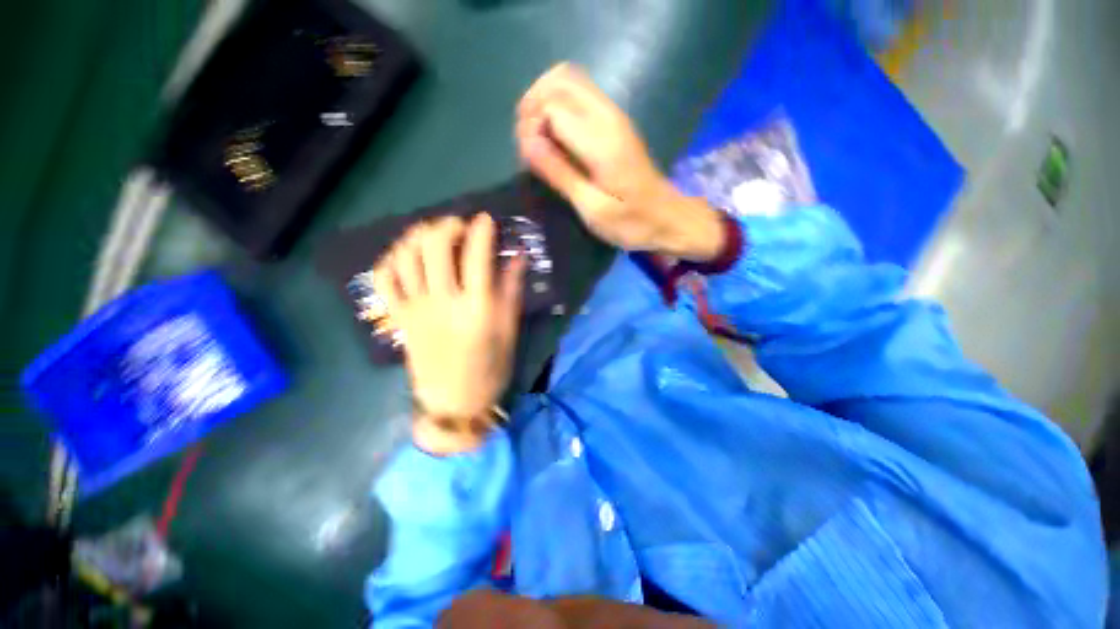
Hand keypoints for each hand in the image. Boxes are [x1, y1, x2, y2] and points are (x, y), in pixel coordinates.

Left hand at [372, 214, 525, 453]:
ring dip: (418, 236)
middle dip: (447, 225)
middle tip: (459, 226)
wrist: (455, 402)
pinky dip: (391, 259)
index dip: (482, 230)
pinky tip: (405, 255)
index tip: (486, 219)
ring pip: (406, 256)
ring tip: (432, 234)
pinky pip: (384, 280)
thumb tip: (517, 256)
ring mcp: (416, 309)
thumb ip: (511, 290)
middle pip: (435, 246)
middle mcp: (443, 302)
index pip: (477, 255)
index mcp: (477, 307)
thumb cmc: (491, 367)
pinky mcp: (400, 318)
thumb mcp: (509, 330)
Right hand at [515, 63, 724, 261]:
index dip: (531, 127)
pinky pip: (580, 95)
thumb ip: (560, 174)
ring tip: (537, 139)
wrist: (668, 218)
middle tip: (527, 143)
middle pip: (559, 79)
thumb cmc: (631, 222)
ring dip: (544, 102)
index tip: (528, 160)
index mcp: (601, 139)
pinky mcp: (615, 122)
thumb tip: (526, 142)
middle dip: (533, 104)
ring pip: (569, 80)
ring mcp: (614, 115)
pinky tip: (555, 137)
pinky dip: (558, 107)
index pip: (551, 105)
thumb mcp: (592, 208)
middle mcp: (608, 115)